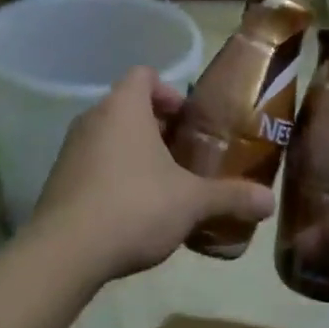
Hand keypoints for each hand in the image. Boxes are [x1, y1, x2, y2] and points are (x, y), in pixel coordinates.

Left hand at [30, 67, 275, 282]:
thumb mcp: (191, 202)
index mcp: (123, 107)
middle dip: (158, 128)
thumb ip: (231, 196)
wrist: (64, 252)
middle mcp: (92, 118)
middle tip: (185, 156)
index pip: (144, 75)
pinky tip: (133, 211)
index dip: (169, 92)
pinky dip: (114, 176)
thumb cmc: (134, 206)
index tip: (188, 121)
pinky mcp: (58, 179)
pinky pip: (93, 164)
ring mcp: (70, 149)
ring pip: (110, 137)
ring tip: (164, 186)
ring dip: (136, 154)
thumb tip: (270, 201)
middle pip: (128, 107)